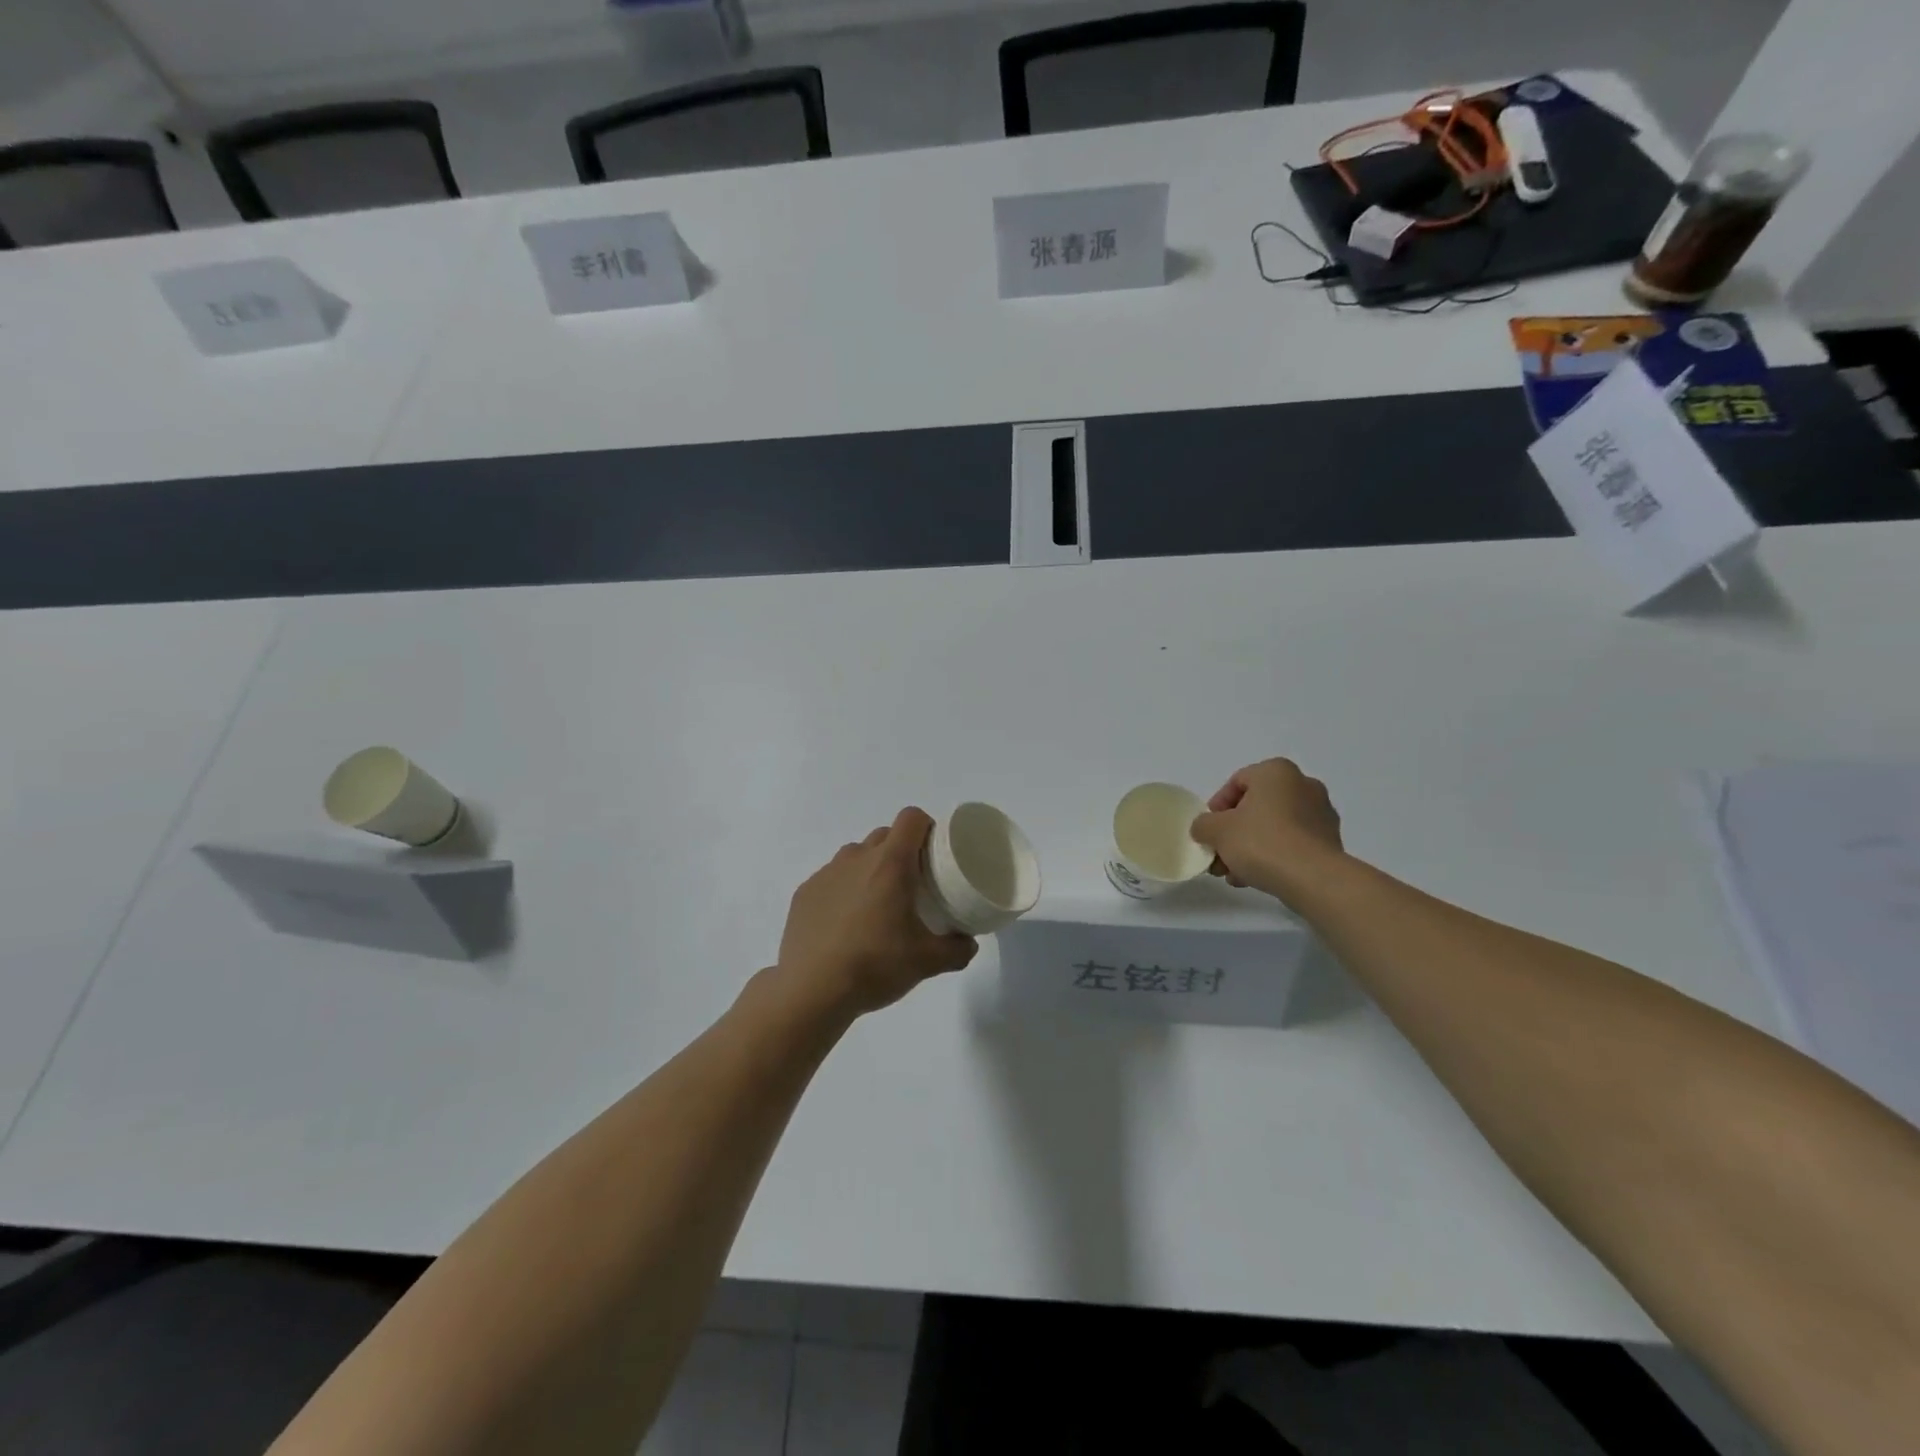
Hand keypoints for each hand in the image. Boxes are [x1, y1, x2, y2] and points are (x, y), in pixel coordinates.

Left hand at [776, 807, 978, 1016]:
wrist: (811, 990)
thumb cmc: (874, 965)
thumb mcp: (927, 962)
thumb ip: (957, 950)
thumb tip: (968, 944)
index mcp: (890, 864)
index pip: (911, 818)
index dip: (926, 826)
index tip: (934, 850)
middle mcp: (856, 858)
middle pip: (884, 835)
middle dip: (901, 850)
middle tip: (912, 883)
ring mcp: (826, 874)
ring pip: (855, 856)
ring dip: (870, 868)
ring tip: (877, 904)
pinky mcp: (804, 893)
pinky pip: (831, 879)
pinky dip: (843, 890)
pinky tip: (845, 924)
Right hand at [1190, 759, 1345, 903]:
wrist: (1313, 878)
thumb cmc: (1261, 842)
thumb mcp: (1216, 831)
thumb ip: (1203, 825)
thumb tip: (1205, 829)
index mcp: (1276, 771)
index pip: (1237, 782)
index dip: (1216, 807)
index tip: (1208, 831)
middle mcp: (1303, 785)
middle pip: (1256, 806)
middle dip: (1233, 832)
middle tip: (1218, 855)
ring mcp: (1321, 813)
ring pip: (1274, 827)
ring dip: (1250, 847)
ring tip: (1234, 873)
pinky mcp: (1330, 841)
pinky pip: (1292, 843)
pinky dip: (1273, 855)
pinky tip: (1255, 878)